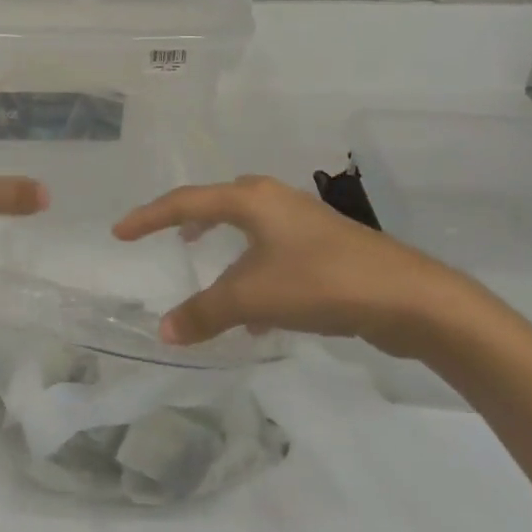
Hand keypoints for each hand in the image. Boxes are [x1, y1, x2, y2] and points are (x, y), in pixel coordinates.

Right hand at [112, 175, 492, 362]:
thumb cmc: (322, 283)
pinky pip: (274, 256)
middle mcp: (276, 203)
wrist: (411, 299)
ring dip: (226, 251)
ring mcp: (305, 225)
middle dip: (192, 220)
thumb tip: (163, 331)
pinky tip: (257, 317)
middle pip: (221, 203)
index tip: (120, 233)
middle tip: (170, 239)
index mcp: (252, 200)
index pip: (185, 202)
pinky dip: (254, 276)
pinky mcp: (327, 250)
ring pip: (251, 231)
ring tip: (208, 272)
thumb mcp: (252, 299)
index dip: (148, 217)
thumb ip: (203, 313)